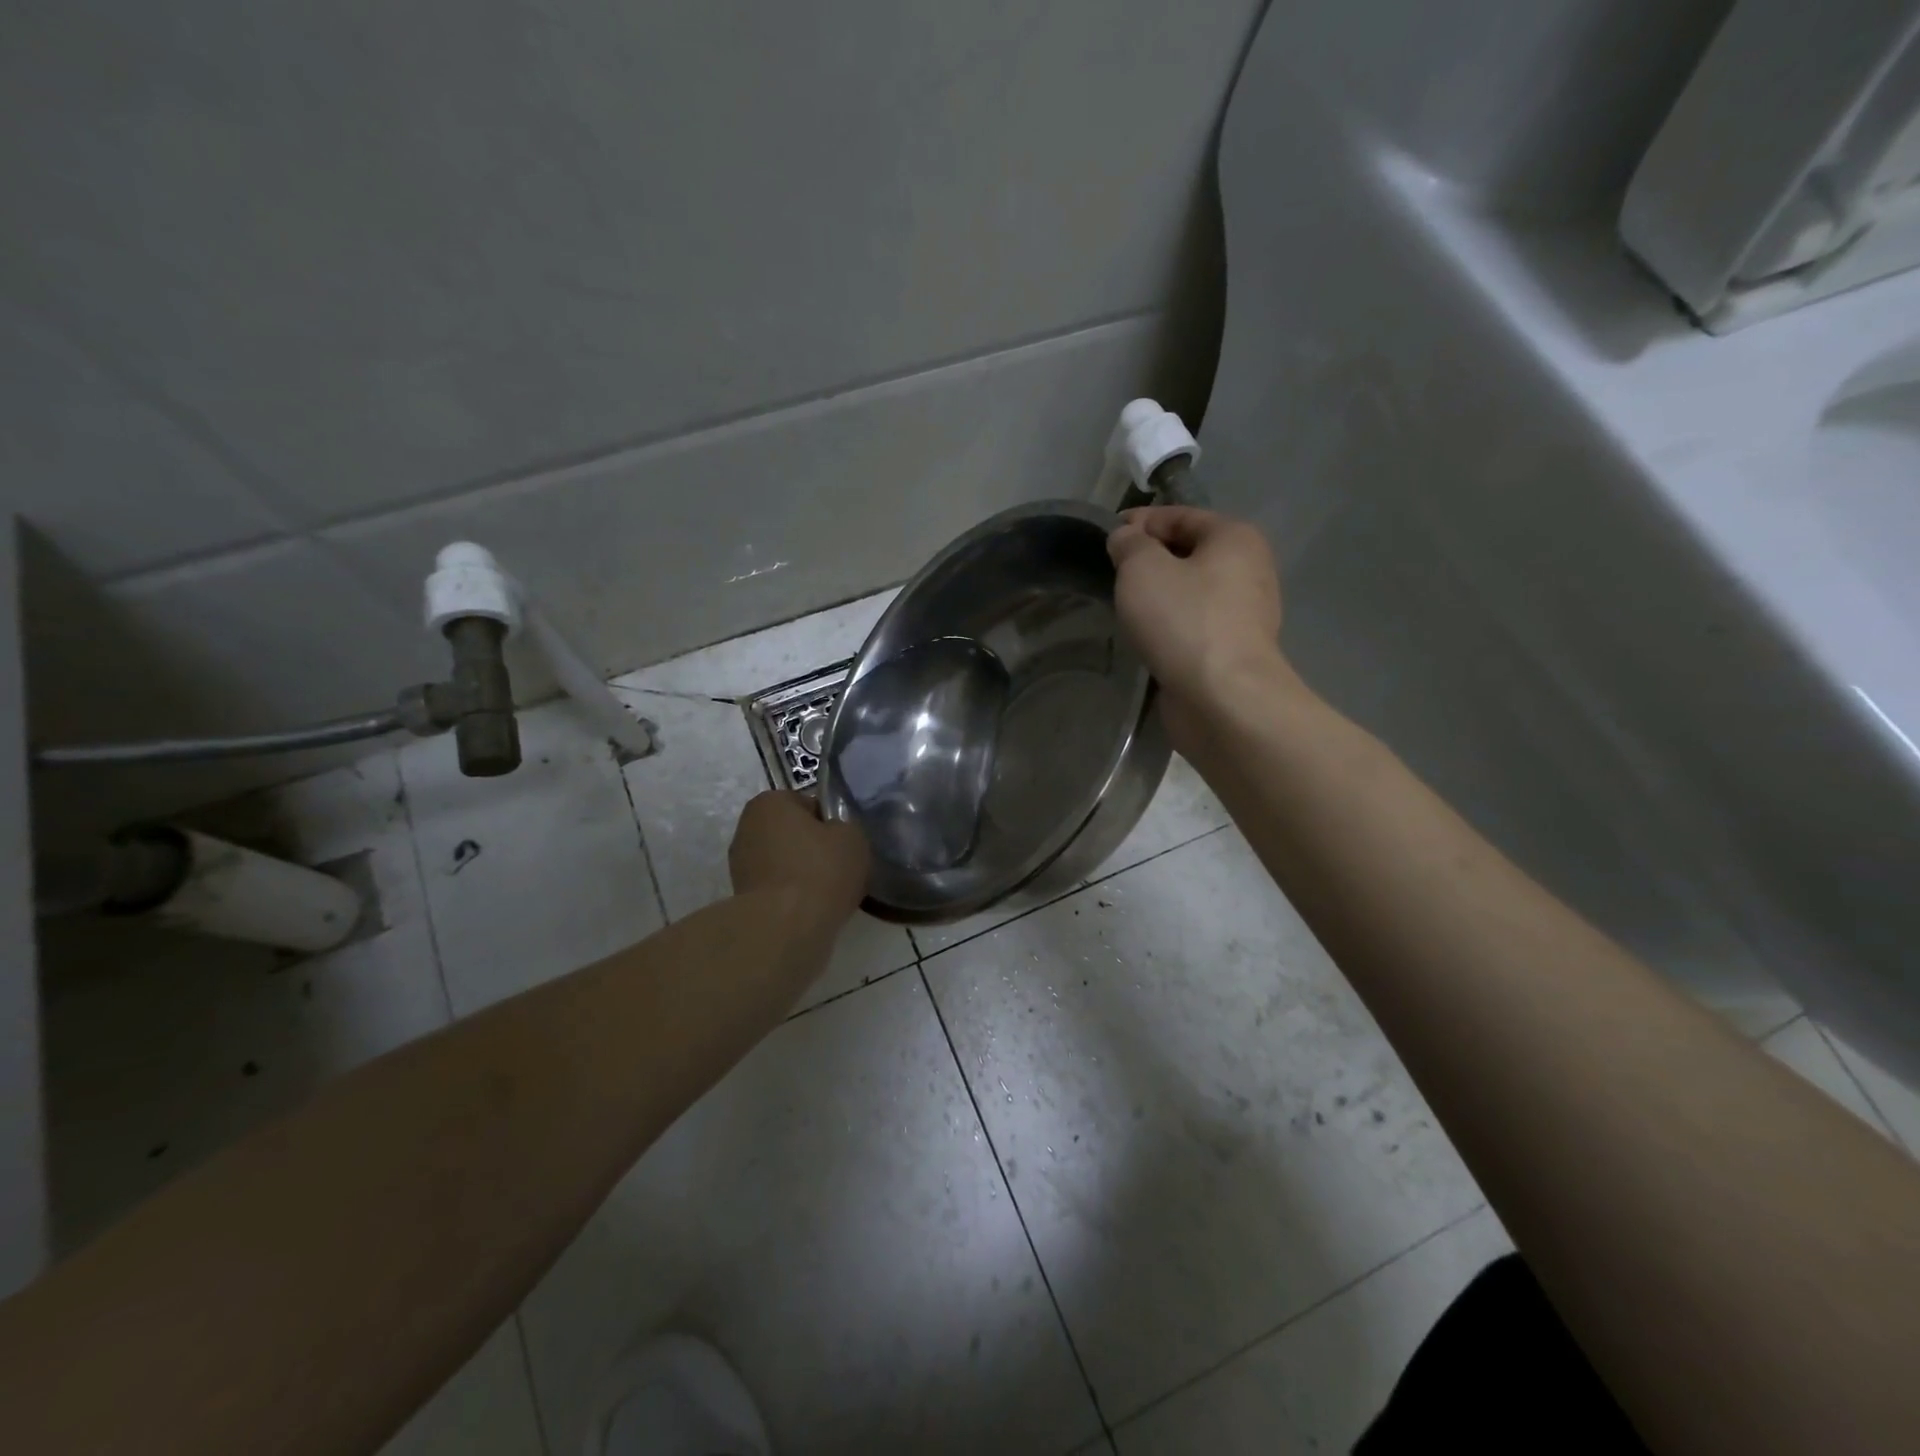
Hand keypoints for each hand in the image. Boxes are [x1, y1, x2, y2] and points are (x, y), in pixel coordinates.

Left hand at [728, 790, 868, 924]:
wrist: (786, 927)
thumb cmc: (820, 870)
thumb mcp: (852, 836)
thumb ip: (844, 827)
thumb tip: (835, 835)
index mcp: (769, 802)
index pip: (808, 805)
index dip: (830, 823)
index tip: (844, 843)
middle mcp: (747, 827)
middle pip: (793, 834)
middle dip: (813, 849)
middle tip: (840, 868)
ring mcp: (740, 865)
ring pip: (785, 863)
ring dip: (803, 874)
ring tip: (829, 893)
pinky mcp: (742, 898)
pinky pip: (778, 889)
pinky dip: (793, 896)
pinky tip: (813, 910)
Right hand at [1108, 507, 1287, 745]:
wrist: (1222, 698)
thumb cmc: (1184, 621)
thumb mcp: (1142, 569)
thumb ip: (1129, 544)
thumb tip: (1126, 537)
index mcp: (1235, 538)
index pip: (1181, 516)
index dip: (1141, 521)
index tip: (1107, 534)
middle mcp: (1249, 570)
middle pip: (1190, 552)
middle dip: (1151, 559)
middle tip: (1112, 572)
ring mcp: (1245, 614)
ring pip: (1192, 592)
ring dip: (1160, 595)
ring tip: (1124, 606)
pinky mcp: (1233, 651)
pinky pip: (1195, 625)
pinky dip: (1171, 625)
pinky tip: (1147, 637)